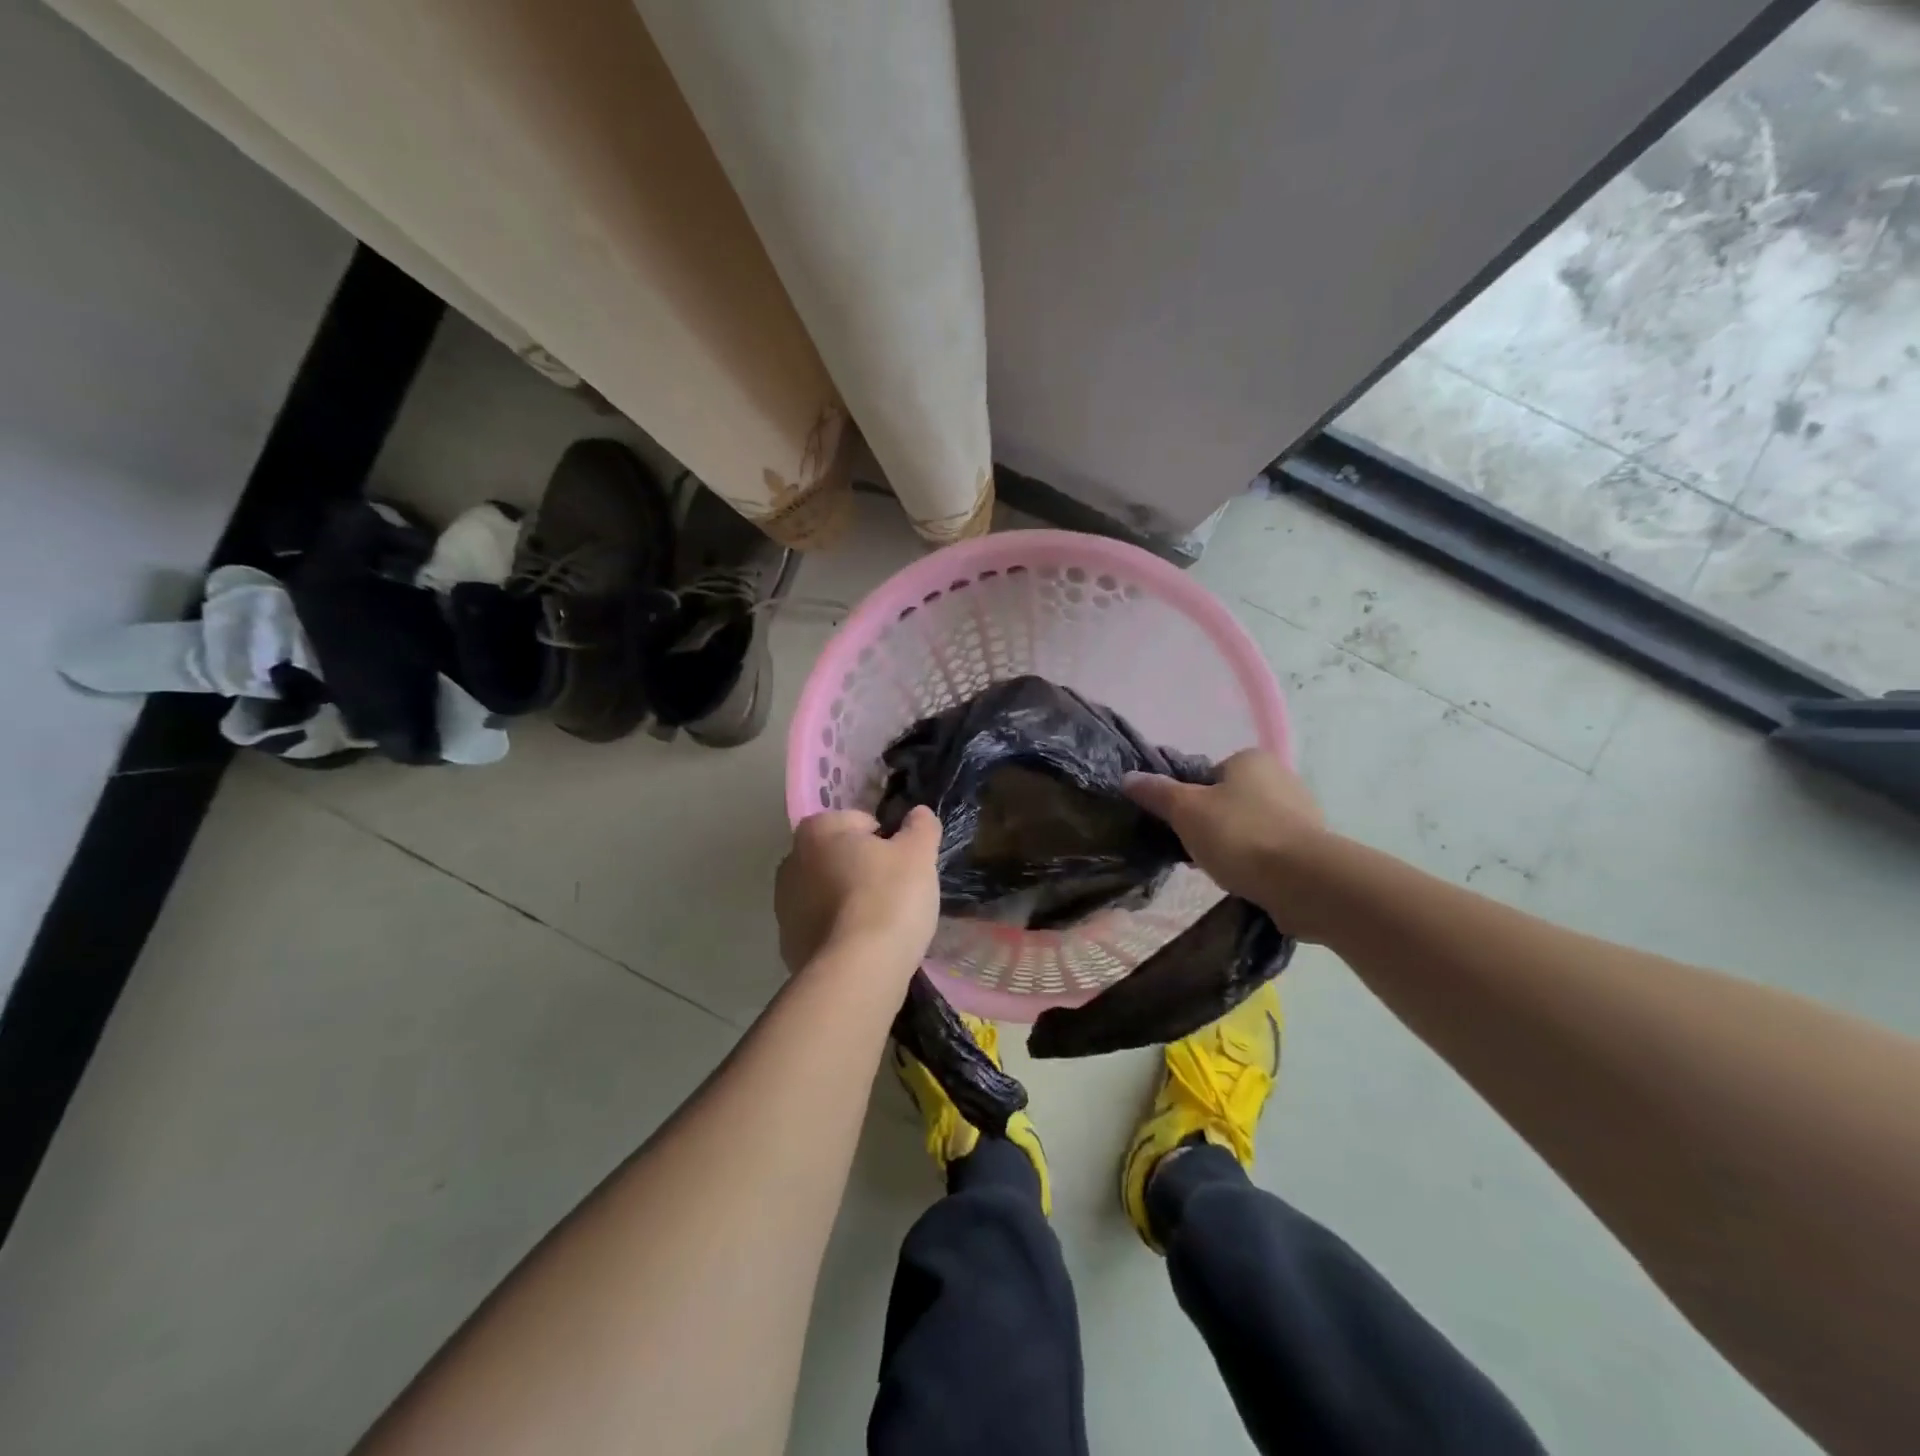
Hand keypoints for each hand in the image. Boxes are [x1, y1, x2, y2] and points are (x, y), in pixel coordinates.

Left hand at [775, 807, 940, 976]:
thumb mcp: (919, 854)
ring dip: (851, 902)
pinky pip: (823, 927)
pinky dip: (841, 932)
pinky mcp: (788, 944)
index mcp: (817, 830)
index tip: (902, 866)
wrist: (856, 972)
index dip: (887, 841)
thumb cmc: (888, 899)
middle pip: (841, 857)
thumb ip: (921, 827)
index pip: (861, 822)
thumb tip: (919, 813)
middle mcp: (791, 861)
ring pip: (829, 893)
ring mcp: (784, 906)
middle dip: (864, 870)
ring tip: (882, 925)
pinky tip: (864, 948)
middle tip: (896, 893)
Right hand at [1124, 750, 1333, 938]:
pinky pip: (1272, 849)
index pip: (1208, 775)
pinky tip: (1247, 880)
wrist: (1304, 881)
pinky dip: (1257, 862)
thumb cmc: (1240, 835)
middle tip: (1196, 850)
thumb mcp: (1186, 810)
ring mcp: (1302, 812)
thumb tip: (1128, 778)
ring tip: (1221, 870)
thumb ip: (1157, 792)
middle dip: (1212, 824)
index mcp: (1251, 759)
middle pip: (1229, 800)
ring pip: (1251, 826)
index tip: (1181, 826)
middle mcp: (1281, 777)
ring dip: (1235, 844)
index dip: (1189, 800)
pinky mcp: (1313, 847)